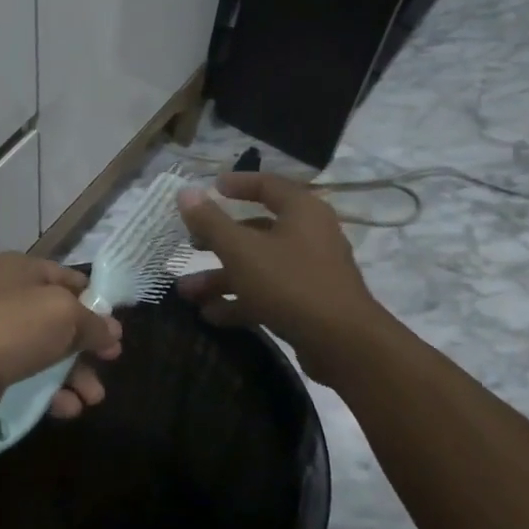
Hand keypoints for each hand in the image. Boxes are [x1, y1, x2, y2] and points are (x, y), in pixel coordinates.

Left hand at [0, 254, 122, 431]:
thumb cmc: (11, 327)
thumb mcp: (62, 313)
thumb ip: (92, 322)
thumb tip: (111, 332)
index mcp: (20, 270)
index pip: (66, 278)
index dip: (94, 300)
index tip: (116, 325)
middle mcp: (8, 298)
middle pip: (59, 318)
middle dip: (87, 342)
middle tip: (111, 360)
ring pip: (47, 352)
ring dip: (74, 374)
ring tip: (94, 397)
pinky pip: (30, 379)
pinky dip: (52, 392)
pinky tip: (69, 408)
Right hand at [174, 172, 386, 379]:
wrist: (344, 344)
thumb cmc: (290, 284)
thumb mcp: (241, 250)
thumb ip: (210, 221)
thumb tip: (185, 191)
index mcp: (301, 212)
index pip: (267, 185)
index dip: (237, 184)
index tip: (211, 188)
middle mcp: (309, 236)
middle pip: (257, 231)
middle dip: (218, 241)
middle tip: (190, 245)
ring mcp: (310, 272)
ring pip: (258, 267)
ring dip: (221, 278)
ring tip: (187, 292)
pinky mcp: (307, 304)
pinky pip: (268, 294)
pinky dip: (240, 301)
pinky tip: (210, 314)